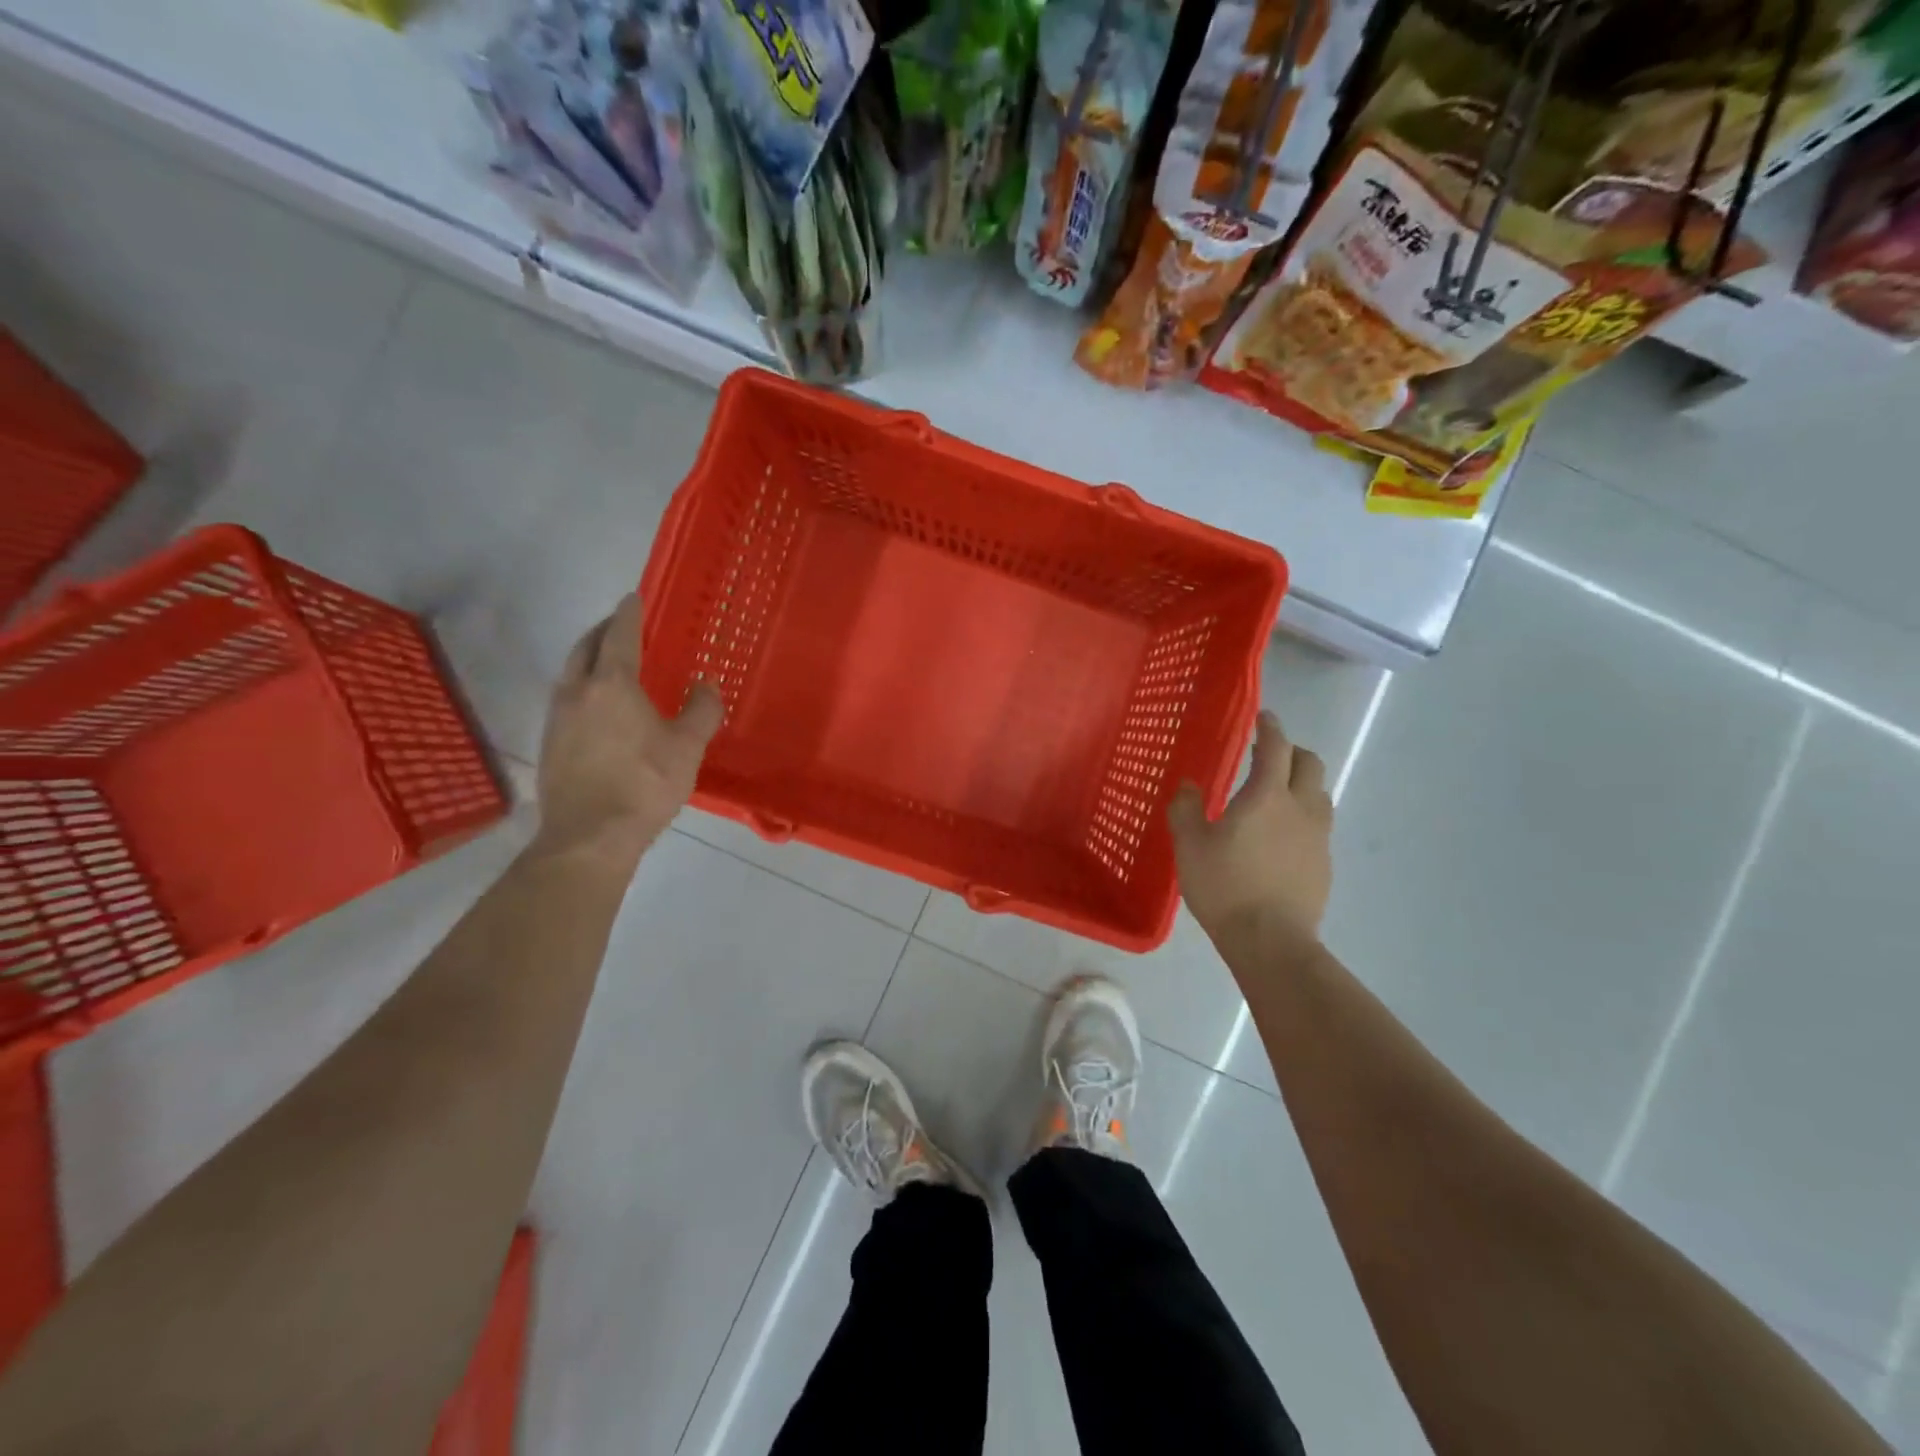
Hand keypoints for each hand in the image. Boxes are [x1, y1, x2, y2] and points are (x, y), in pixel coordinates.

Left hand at [533, 594, 722, 865]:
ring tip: (609, 662)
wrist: (590, 835)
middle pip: (586, 647)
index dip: (629, 614)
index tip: (633, 597)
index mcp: (613, 684)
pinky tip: (596, 706)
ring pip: (571, 672)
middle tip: (621, 625)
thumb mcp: (687, 747)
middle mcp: (578, 691)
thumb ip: (701, 709)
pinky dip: (582, 686)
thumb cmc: (645, 784)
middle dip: (603, 630)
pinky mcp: (549, 743)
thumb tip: (705, 684)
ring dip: (589, 657)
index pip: (620, 635)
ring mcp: (557, 717)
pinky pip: (565, 698)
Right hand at [1169, 710, 1332, 948]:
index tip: (1263, 717)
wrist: (1271, 941)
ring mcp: (1318, 837)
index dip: (1270, 728)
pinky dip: (1302, 817)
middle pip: (1309, 764)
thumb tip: (1189, 786)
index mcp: (1267, 796)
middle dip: (1291, 751)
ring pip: (1319, 794)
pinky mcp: (1324, 864)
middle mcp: (1301, 808)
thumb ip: (1186, 808)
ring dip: (1301, 784)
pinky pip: (1318, 826)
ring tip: (1275, 795)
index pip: (1276, 747)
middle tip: (1267, 756)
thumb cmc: (1225, 886)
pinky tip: (1280, 838)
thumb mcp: (1189, 845)